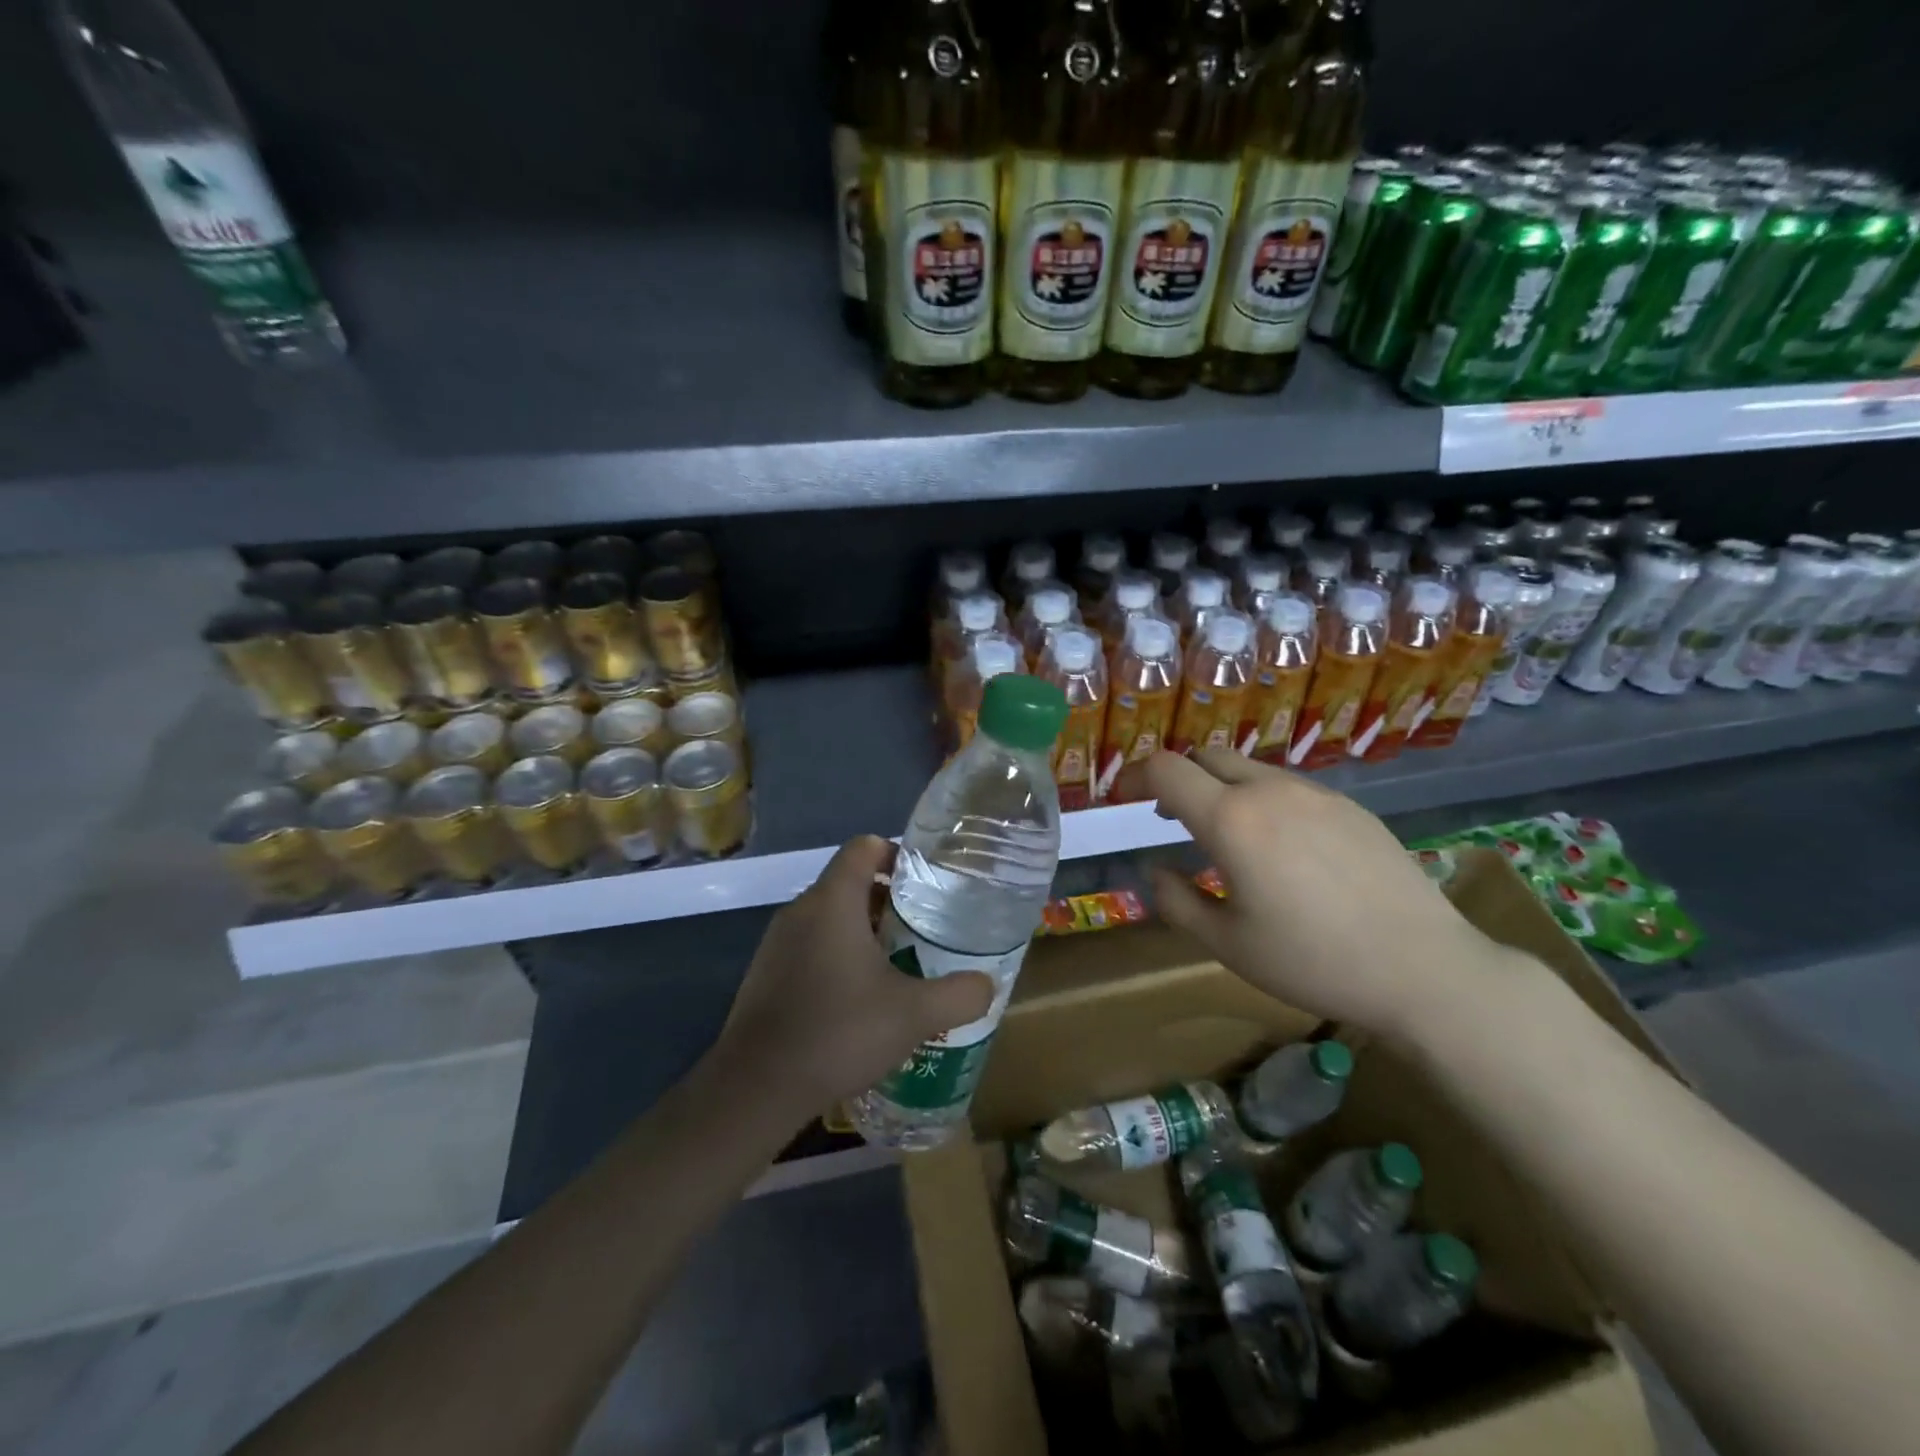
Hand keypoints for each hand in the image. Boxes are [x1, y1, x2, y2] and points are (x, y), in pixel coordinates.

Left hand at [712, 835, 995, 1116]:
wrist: (756, 1088)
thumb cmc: (838, 1033)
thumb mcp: (914, 1015)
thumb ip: (960, 995)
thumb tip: (987, 984)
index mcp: (833, 900)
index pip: (865, 847)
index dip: (898, 855)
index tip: (927, 885)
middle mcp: (801, 909)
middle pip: (850, 882)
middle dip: (889, 901)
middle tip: (923, 931)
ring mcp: (777, 942)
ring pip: (829, 916)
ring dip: (863, 931)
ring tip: (897, 967)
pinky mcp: (765, 973)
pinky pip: (810, 945)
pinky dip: (837, 955)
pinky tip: (857, 1000)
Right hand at [1126, 749, 1506, 1040]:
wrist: (1424, 968)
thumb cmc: (1312, 961)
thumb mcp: (1227, 944)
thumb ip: (1177, 901)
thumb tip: (1155, 871)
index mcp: (1231, 819)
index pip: (1166, 769)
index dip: (1135, 776)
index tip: (1123, 798)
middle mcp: (1270, 790)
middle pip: (1207, 756)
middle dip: (1178, 777)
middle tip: (1169, 815)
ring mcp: (1316, 793)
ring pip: (1250, 768)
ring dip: (1221, 788)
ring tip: (1226, 835)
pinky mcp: (1350, 806)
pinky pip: (1289, 787)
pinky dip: (1263, 800)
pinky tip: (1281, 847)